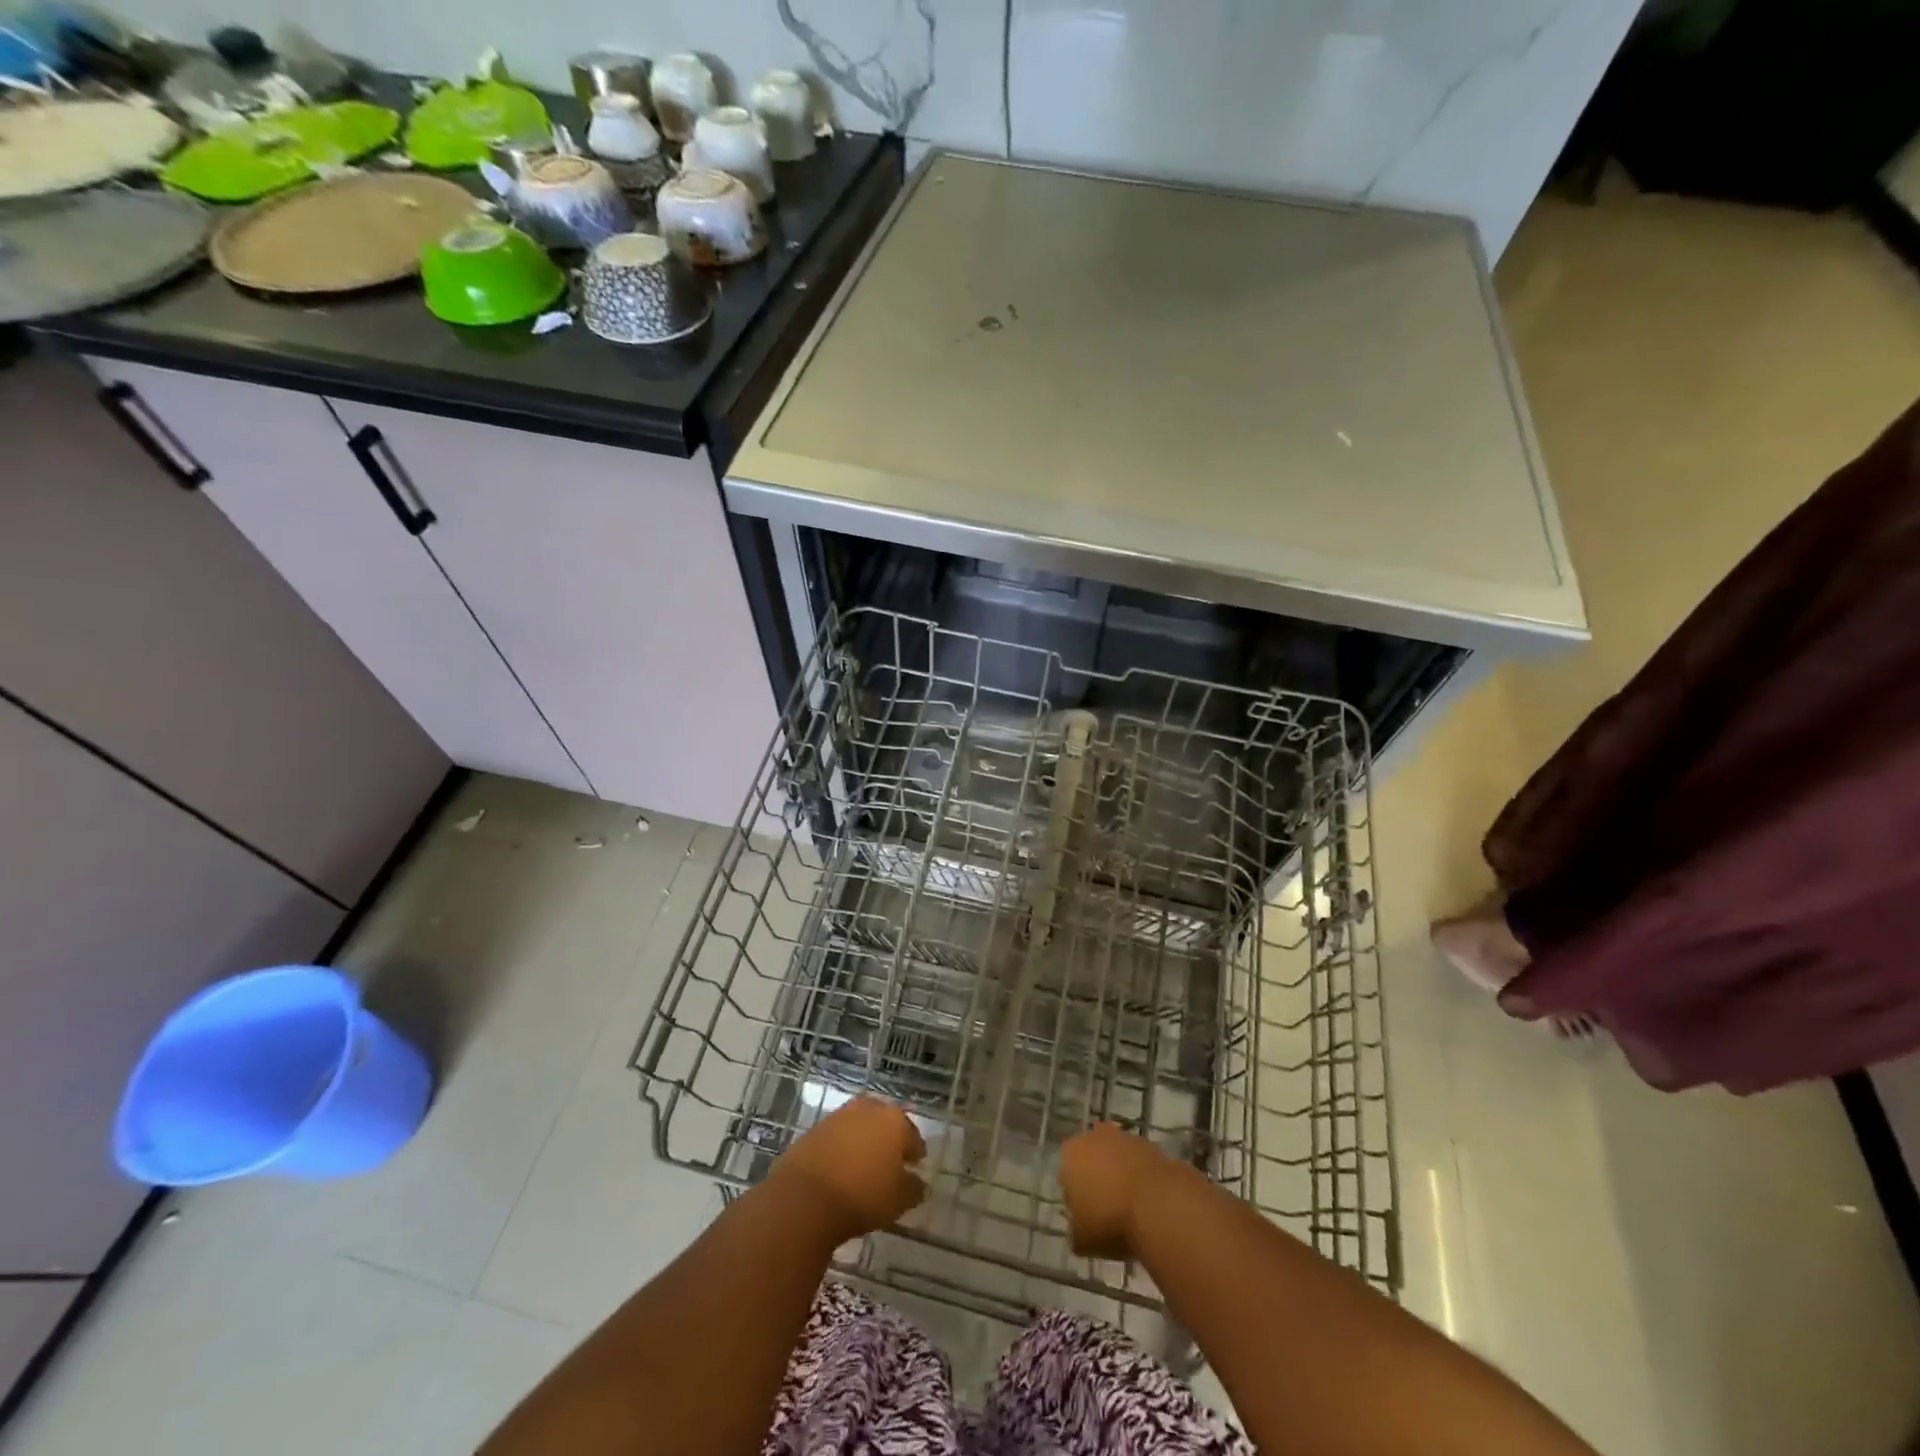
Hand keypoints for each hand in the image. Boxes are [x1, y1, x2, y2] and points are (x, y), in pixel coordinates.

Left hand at [770, 1097, 926, 1243]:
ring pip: (860, 1125)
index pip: (912, 1135)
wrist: (804, 1198)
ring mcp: (839, 1116)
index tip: (915, 1166)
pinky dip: (842, 1148)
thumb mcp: (898, 1201)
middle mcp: (868, 1109)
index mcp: (894, 1121)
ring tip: (864, 1166)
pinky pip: (837, 1136)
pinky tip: (840, 1168)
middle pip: (885, 1122)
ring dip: (864, 1140)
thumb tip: (918, 1183)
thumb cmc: (862, 1196)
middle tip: (890, 1162)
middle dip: (889, 1139)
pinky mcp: (815, 1128)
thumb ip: (914, 1189)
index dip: (915, 1152)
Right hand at [1060, 1123, 1170, 1259]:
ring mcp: (1126, 1138)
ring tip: (1131, 1209)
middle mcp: (1095, 1137)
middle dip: (1098, 1177)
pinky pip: (1141, 1163)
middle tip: (1108, 1208)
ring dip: (1122, 1175)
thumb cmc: (1110, 1221)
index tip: (1086, 1215)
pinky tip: (1150, 1203)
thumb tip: (1080, 1228)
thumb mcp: (1081, 1240)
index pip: (1066, 1171)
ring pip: (1118, 1157)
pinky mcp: (1153, 1146)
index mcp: (1071, 1154)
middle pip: (1093, 1157)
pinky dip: (1143, 1179)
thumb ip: (1076, 1230)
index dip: (1075, 1194)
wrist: (1159, 1207)